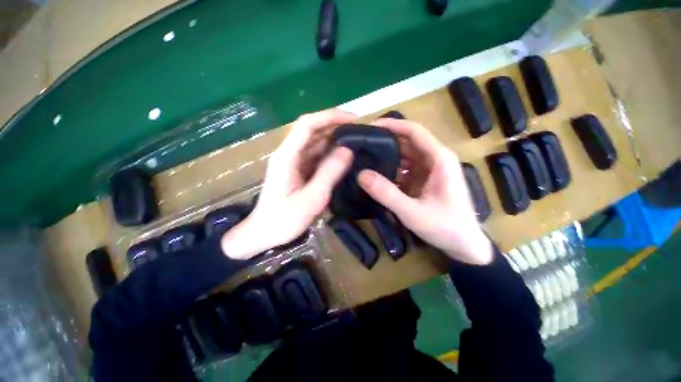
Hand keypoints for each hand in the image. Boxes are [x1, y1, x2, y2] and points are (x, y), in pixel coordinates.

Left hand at [221, 109, 355, 258]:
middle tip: (360, 132)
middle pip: (312, 131)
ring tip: (357, 142)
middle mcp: (289, 154)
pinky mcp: (298, 170)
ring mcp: (293, 162)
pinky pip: (316, 156)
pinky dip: (331, 153)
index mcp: (287, 156)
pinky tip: (344, 157)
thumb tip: (348, 150)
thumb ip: (329, 174)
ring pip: (315, 143)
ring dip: (335, 139)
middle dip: (336, 126)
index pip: (307, 125)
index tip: (353, 120)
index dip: (330, 116)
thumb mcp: (311, 199)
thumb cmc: (284, 220)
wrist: (264, 234)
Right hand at [358, 119, 492, 264]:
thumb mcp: (413, 212)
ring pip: (404, 156)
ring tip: (363, 157)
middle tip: (360, 144)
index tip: (369, 127)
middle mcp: (435, 159)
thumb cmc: (446, 227)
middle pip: (407, 143)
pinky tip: (375, 175)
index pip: (414, 131)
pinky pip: (404, 170)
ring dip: (386, 157)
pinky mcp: (423, 181)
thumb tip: (361, 175)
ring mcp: (429, 170)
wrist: (465, 245)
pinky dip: (390, 171)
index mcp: (439, 159)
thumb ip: (387, 194)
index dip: (392, 125)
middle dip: (384, 141)